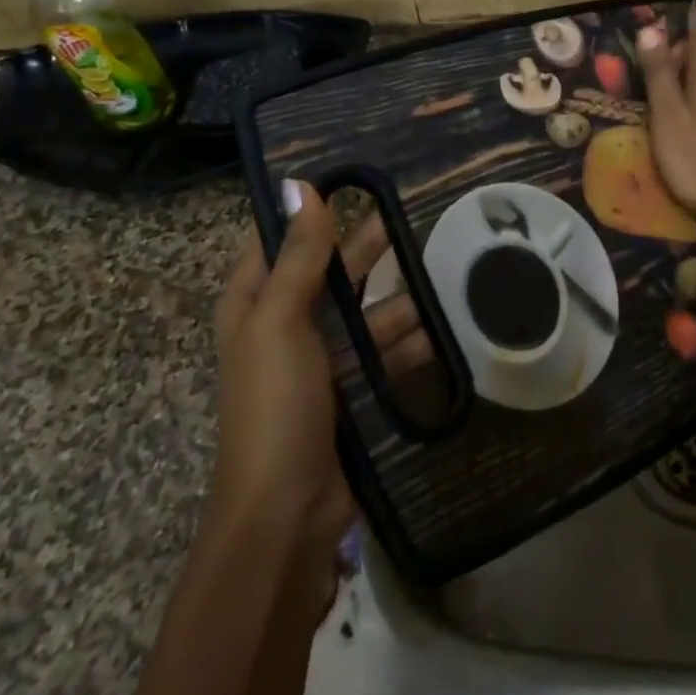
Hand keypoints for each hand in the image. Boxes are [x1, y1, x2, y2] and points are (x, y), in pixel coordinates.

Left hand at [208, 182, 428, 582]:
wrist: (286, 512)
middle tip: (410, 220)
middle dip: (365, 250)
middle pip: (328, 272)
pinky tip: (440, 330)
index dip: (311, 212)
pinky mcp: (348, 390)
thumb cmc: (275, 404)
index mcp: (254, 304)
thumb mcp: (281, 321)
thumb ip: (296, 255)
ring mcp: (318, 361)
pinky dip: (406, 342)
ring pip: (362, 313)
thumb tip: (301, 186)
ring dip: (395, 300)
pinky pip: (380, 352)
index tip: (355, 182)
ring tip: (440, 276)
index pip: (279, 241)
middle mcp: (283, 326)